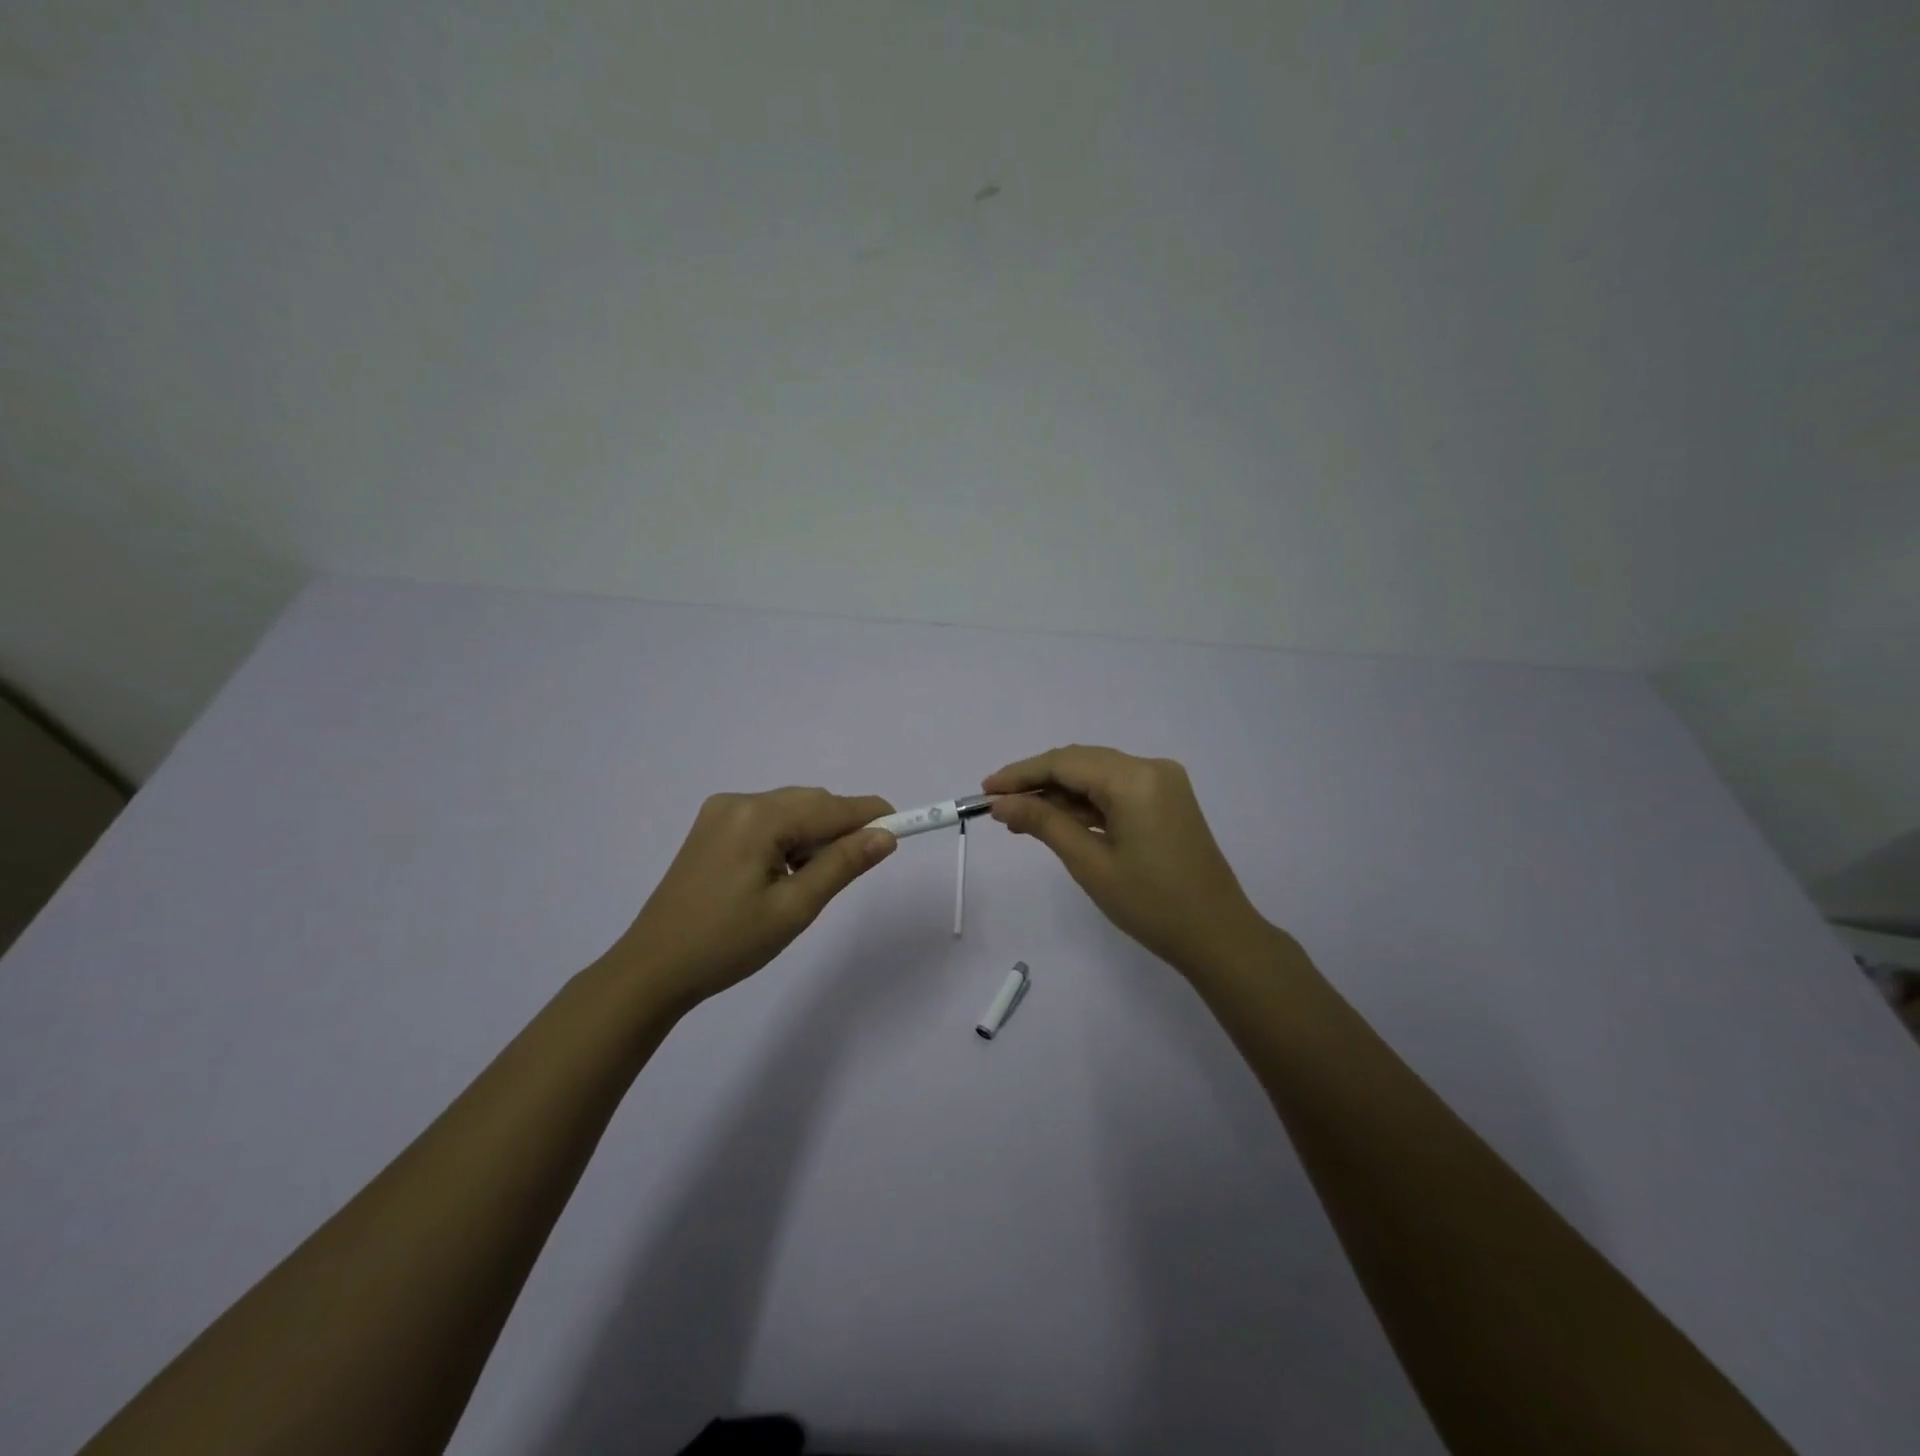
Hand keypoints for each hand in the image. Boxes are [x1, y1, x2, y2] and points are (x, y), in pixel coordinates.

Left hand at [609, 788, 897, 1009]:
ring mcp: (720, 812)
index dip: (871, 814)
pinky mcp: (711, 827)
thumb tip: (885, 836)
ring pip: (789, 810)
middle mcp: (739, 801)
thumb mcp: (794, 909)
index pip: (831, 807)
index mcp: (758, 817)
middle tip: (855, 869)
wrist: (653, 969)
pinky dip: (788, 838)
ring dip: (813, 835)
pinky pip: (767, 820)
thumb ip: (842, 865)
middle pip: (810, 802)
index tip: (903, 826)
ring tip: (809, 882)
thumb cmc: (727, 944)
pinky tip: (783, 873)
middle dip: (840, 828)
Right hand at [984, 746, 1271, 976]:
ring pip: (1097, 776)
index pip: (1064, 763)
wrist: (1217, 936)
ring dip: (1059, 794)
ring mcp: (1163, 783)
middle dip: (1037, 782)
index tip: (985, 790)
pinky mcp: (1167, 800)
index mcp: (1135, 779)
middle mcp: (1151, 768)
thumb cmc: (1151, 904)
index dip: (1020, 774)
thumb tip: (1002, 803)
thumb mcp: (1089, 863)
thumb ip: (1043, 823)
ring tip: (1019, 819)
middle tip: (998, 805)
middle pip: (1080, 763)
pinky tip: (1056, 821)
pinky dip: (1085, 804)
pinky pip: (1115, 791)